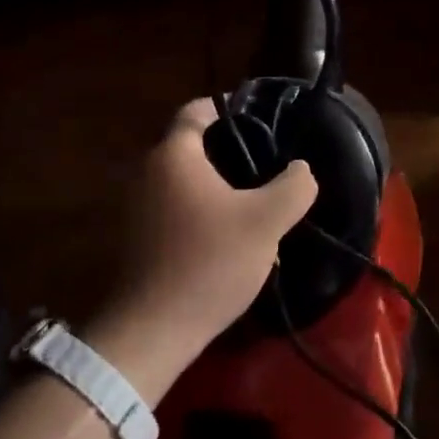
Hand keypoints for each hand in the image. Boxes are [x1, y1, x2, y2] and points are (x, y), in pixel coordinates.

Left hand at [87, 98, 316, 397]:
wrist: (152, 331)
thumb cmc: (209, 262)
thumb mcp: (266, 221)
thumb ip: (294, 186)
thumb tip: (301, 170)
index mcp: (174, 155)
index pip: (198, 110)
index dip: (230, 107)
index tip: (261, 118)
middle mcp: (148, 173)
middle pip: (194, 147)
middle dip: (233, 154)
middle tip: (270, 168)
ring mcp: (137, 208)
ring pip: (188, 183)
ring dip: (221, 190)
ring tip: (258, 208)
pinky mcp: (138, 239)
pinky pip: (177, 210)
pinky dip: (203, 214)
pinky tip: (232, 240)